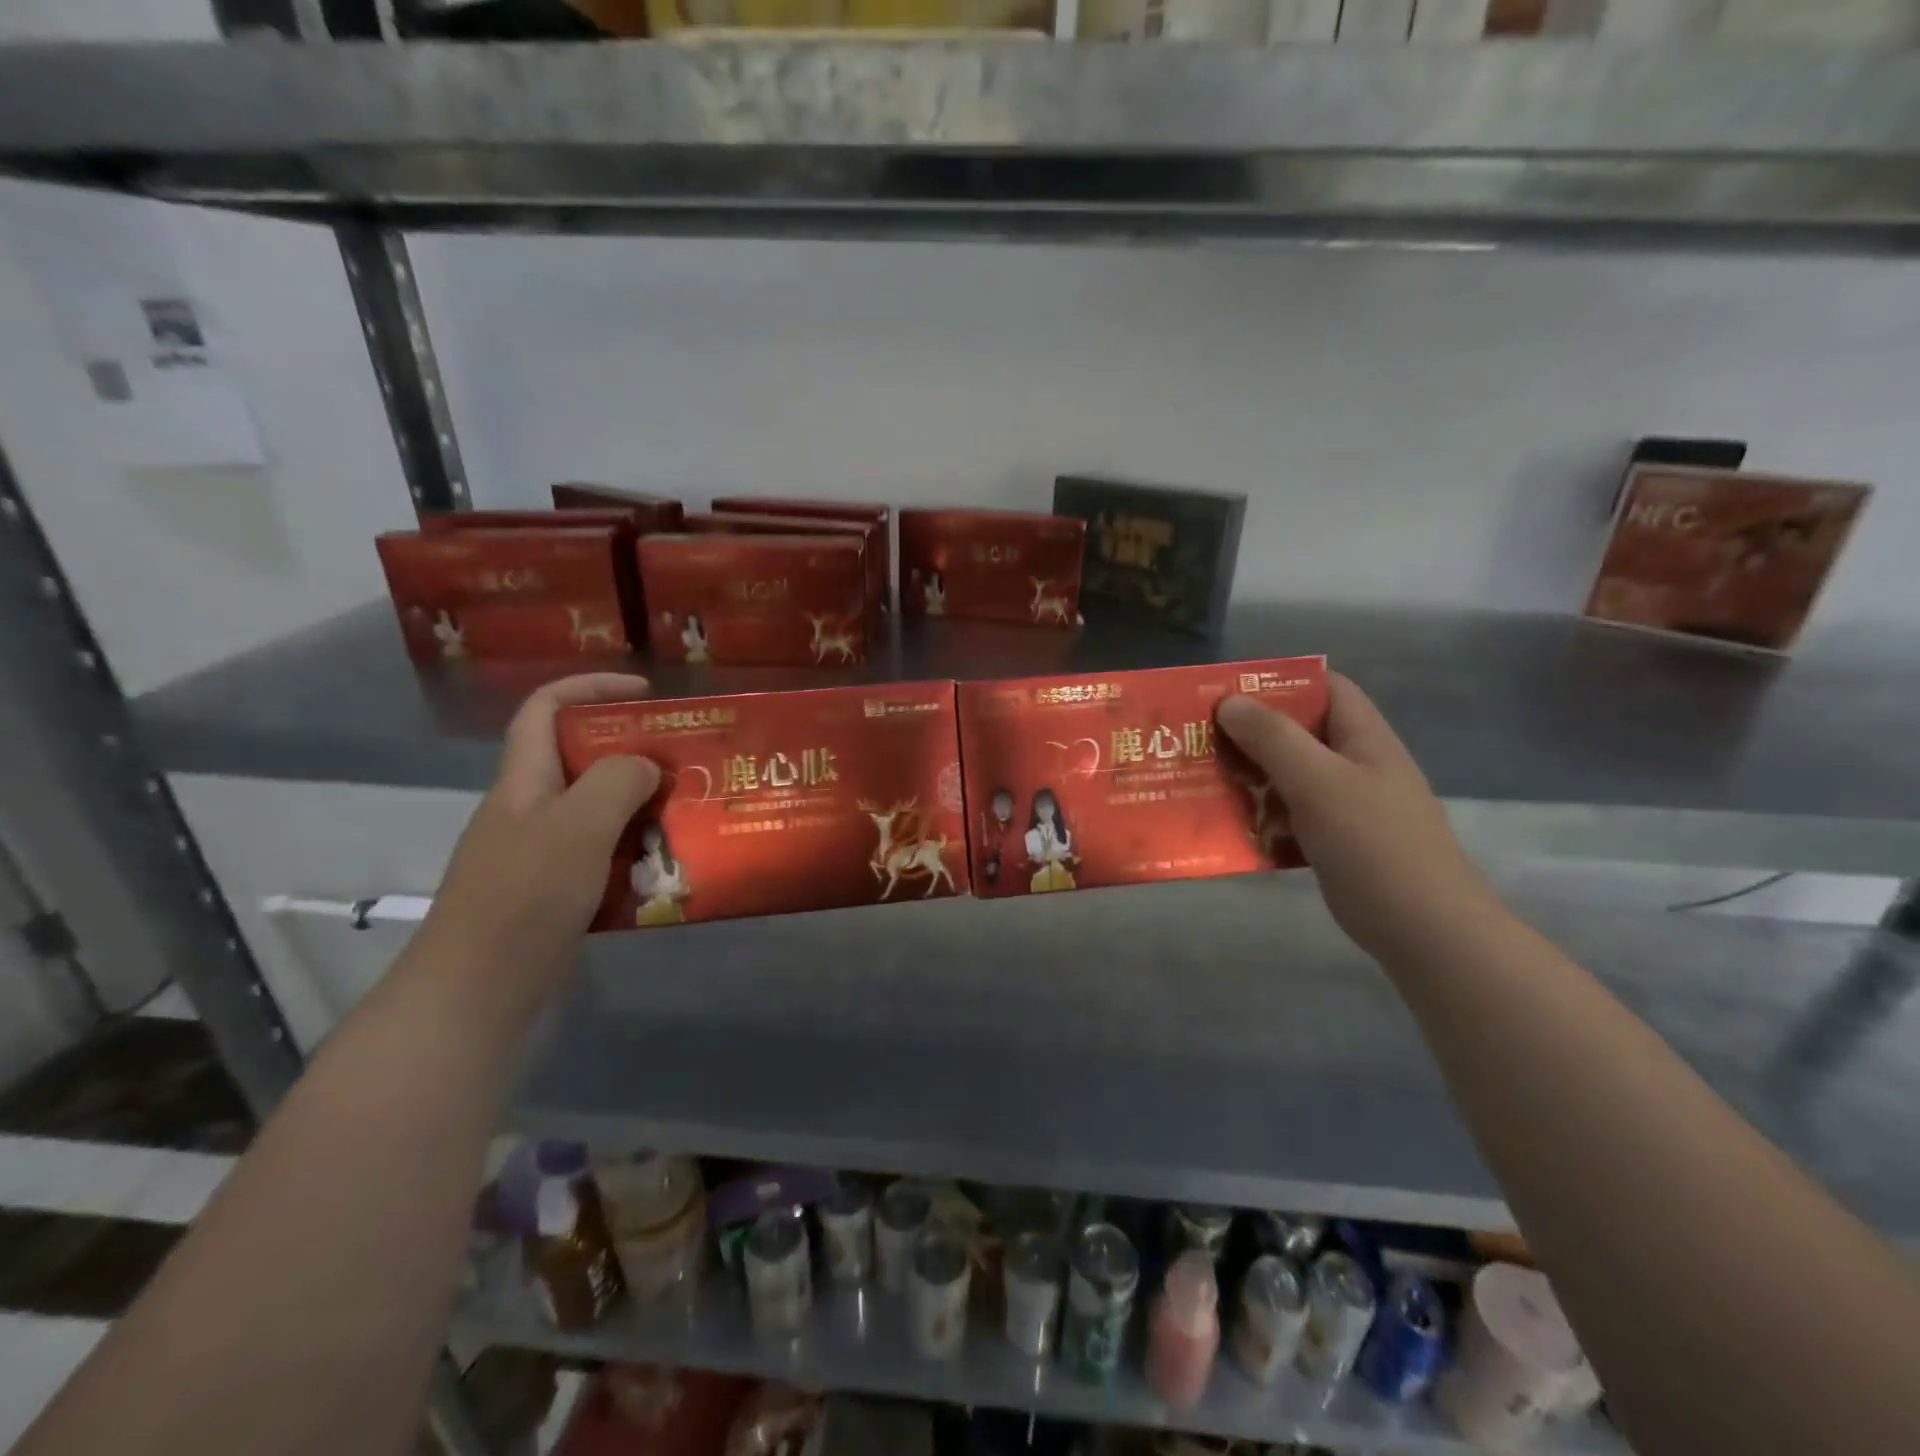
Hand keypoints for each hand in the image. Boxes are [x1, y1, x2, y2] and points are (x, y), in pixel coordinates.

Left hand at [420, 673, 659, 993]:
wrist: (477, 993)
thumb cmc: (524, 897)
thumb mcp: (577, 827)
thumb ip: (617, 782)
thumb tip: (647, 765)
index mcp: (524, 781)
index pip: (546, 709)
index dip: (591, 687)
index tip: (647, 693)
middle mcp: (530, 810)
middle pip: (581, 759)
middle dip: (634, 753)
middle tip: (687, 761)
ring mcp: (542, 854)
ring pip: (599, 811)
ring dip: (643, 807)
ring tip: (691, 812)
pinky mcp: (557, 892)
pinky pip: (605, 855)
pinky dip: (638, 852)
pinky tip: (670, 866)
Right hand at [1216, 675, 1500, 965]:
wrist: (1423, 930)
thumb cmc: (1373, 844)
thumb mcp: (1318, 781)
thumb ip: (1273, 738)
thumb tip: (1229, 701)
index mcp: (1362, 737)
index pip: (1325, 687)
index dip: (1280, 682)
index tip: (1228, 693)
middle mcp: (1355, 764)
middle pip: (1298, 733)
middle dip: (1250, 735)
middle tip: (1202, 742)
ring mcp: (1346, 805)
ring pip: (1289, 777)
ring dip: (1251, 779)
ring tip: (1206, 784)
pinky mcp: (1334, 841)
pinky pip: (1290, 816)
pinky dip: (1263, 819)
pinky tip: (1234, 830)